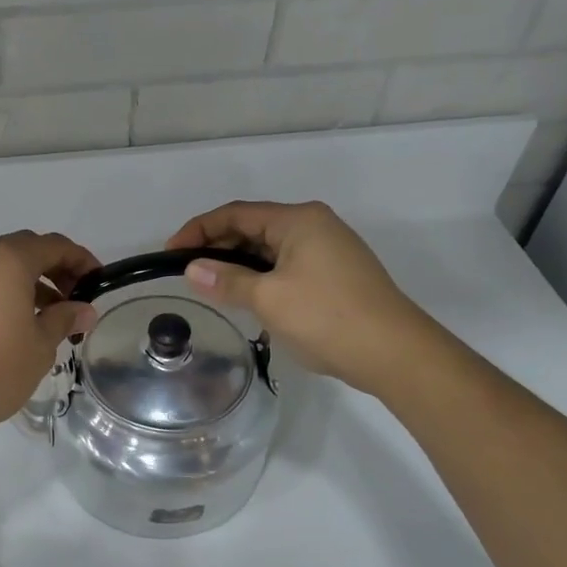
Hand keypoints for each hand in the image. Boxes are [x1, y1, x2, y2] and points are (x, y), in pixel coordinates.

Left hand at [0, 231, 101, 437]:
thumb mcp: (39, 347)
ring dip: (30, 282)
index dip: (81, 260)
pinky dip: (5, 292)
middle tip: (75, 300)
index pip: (54, 246)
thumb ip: (64, 320)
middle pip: (26, 250)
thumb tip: (85, 310)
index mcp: (8, 260)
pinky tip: (16, 325)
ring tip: (48, 318)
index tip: (98, 284)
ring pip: (2, 266)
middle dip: (55, 269)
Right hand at [166, 201, 425, 386]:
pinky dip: (262, 277)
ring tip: (212, 288)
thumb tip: (192, 269)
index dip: (198, 229)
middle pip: (254, 228)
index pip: (236, 214)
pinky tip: (249, 299)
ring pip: (271, 249)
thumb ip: (227, 281)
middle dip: (218, 247)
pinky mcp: (336, 275)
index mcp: (298, 220)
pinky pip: (287, 266)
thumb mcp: (269, 299)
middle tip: (188, 272)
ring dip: (239, 264)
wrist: (395, 353)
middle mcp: (315, 225)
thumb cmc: (327, 317)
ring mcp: (329, 250)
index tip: (170, 252)